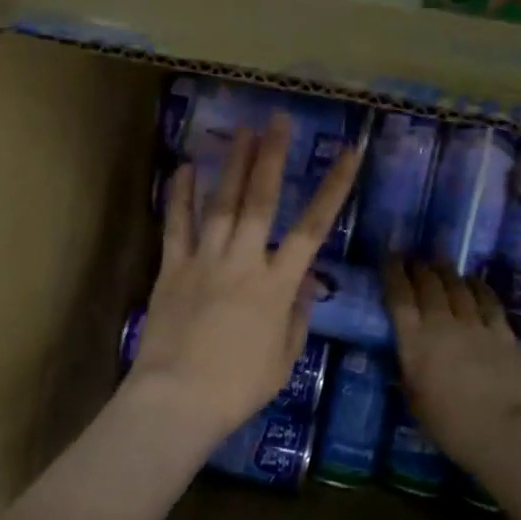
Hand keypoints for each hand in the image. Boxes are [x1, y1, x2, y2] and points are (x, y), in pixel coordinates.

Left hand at [124, 115, 360, 452]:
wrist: (177, 399)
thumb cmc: (238, 387)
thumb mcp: (283, 359)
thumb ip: (296, 315)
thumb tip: (306, 281)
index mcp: (277, 285)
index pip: (312, 227)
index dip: (333, 187)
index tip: (349, 153)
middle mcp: (243, 262)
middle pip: (260, 200)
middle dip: (272, 157)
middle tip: (278, 120)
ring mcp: (204, 261)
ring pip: (221, 204)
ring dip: (232, 165)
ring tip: (242, 131)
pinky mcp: (172, 269)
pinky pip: (176, 226)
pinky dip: (181, 196)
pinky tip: (185, 167)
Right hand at [382, 260, 520, 479]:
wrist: (502, 432)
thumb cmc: (448, 424)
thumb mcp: (413, 398)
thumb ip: (408, 368)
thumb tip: (406, 352)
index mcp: (415, 341)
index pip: (399, 296)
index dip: (393, 272)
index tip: (389, 256)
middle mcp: (442, 323)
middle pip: (429, 284)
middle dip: (419, 267)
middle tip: (414, 258)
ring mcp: (476, 324)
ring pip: (458, 287)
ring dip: (446, 272)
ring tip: (440, 263)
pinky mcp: (503, 332)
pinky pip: (488, 300)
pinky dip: (478, 287)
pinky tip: (473, 281)